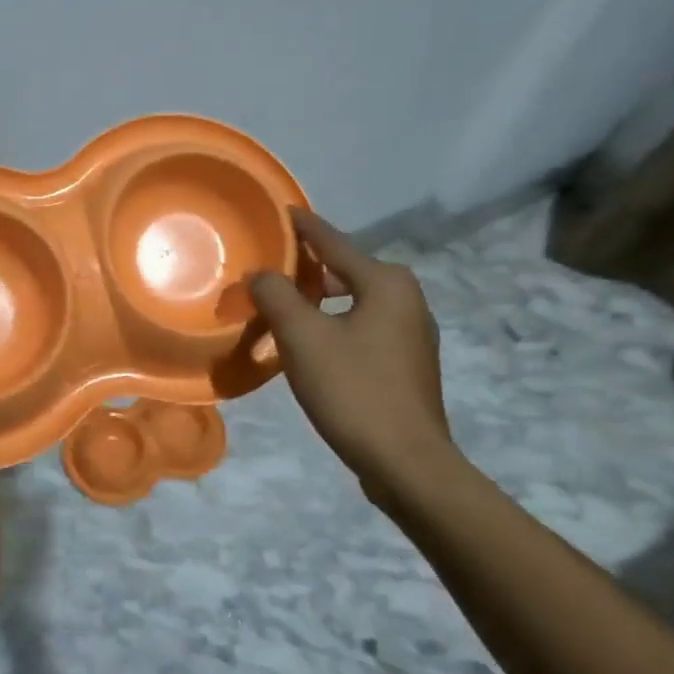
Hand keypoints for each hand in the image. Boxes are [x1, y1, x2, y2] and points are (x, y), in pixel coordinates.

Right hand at [249, 209, 458, 504]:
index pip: (334, 242)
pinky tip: (310, 343)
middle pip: (345, 270)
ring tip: (282, 305)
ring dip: (318, 300)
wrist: (406, 463)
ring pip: (354, 301)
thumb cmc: (353, 390)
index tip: (282, 210)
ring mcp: (412, 333)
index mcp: (386, 283)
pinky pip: (362, 327)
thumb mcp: (302, 337)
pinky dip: (334, 324)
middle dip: (306, 268)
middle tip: (268, 269)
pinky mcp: (407, 364)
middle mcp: (407, 299)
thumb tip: (261, 275)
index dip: (303, 227)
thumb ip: (276, 296)